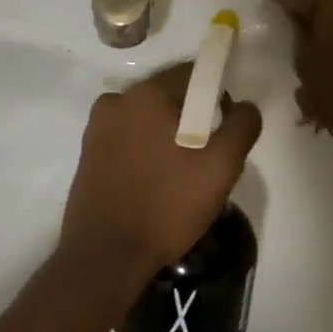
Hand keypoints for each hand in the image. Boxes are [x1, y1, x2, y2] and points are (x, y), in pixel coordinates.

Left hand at [59, 63, 262, 286]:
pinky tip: (155, 185)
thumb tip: (245, 106)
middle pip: (169, 97)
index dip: (217, 97)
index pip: (192, 74)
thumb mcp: (220, 167)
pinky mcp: (88, 155)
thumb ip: (241, 127)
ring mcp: (97, 128)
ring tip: (181, 178)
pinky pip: (128, 140)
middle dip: (192, 120)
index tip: (224, 131)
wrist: (105, 257)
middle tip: (206, 160)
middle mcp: (117, 101)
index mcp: (146, 94)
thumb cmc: (166, 206)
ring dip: (168, 137)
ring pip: (148, 120)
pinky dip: (146, 152)